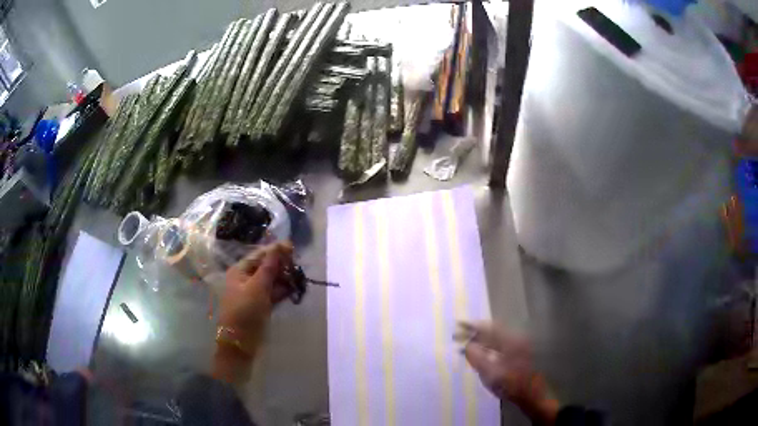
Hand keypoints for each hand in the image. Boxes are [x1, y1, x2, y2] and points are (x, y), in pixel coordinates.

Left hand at [213, 241, 293, 383]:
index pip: (259, 255)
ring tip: (299, 277)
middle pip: (265, 267)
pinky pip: (273, 293)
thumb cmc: (245, 310)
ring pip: (271, 280)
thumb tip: (280, 246)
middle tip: (298, 265)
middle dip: (281, 265)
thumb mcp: (257, 287)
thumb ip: (269, 267)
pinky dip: (283, 290)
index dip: (275, 250)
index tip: (292, 247)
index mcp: (240, 271)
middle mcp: (245, 279)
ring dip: (284, 278)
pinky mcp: (261, 305)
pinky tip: (295, 288)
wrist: (240, 342)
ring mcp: (253, 293)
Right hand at [457, 322, 558, 424]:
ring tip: (464, 344)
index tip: (458, 324)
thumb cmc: (511, 385)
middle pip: (492, 330)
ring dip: (479, 339)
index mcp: (510, 341)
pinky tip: (478, 352)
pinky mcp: (518, 352)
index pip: (488, 328)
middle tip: (457, 336)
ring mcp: (518, 345)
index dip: (472, 326)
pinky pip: (498, 343)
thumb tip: (467, 346)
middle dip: (474, 332)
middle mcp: (515, 339)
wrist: (531, 395)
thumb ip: (477, 358)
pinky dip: (486, 345)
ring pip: (495, 337)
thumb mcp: (491, 374)